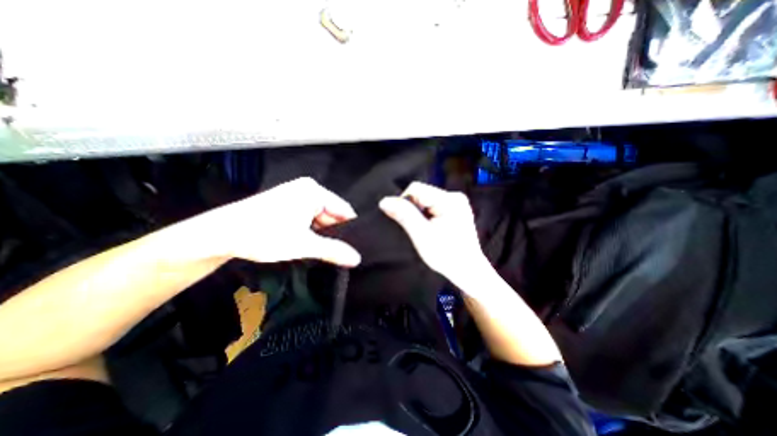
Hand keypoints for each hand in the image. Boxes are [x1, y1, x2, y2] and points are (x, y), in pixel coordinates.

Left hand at [197, 176, 360, 265]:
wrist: (220, 235)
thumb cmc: (263, 234)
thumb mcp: (304, 244)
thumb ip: (334, 251)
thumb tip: (356, 258)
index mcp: (314, 191)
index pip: (344, 210)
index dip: (350, 229)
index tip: (353, 247)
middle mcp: (307, 189)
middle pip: (332, 214)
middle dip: (334, 233)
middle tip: (338, 253)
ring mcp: (296, 196)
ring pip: (320, 218)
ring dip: (321, 234)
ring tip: (321, 250)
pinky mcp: (287, 204)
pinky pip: (308, 218)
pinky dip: (310, 231)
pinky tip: (307, 243)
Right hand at [381, 183, 486, 283]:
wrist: (467, 271)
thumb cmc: (447, 256)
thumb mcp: (422, 235)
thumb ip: (404, 215)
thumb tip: (384, 201)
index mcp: (449, 200)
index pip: (416, 189)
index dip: (404, 203)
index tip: (407, 222)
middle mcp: (455, 196)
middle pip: (421, 194)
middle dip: (414, 210)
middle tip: (419, 229)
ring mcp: (457, 202)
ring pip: (426, 200)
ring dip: (420, 213)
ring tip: (427, 230)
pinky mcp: (456, 209)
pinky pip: (433, 206)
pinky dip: (427, 216)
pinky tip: (432, 228)